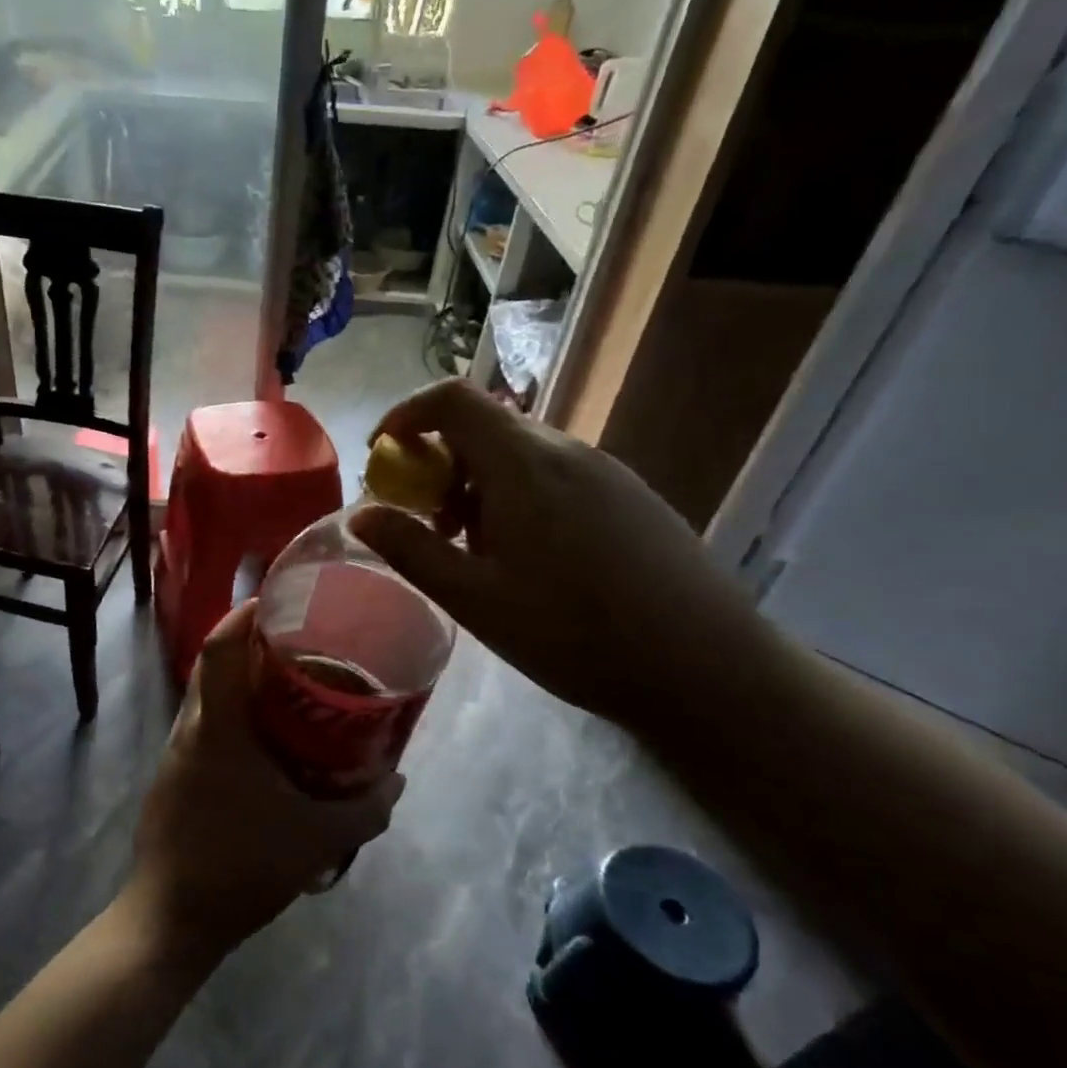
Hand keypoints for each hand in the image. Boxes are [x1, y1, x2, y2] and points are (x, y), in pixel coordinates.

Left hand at [124, 603, 403, 966]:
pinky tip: (266, 744)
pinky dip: (234, 717)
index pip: (220, 647)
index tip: (278, 599)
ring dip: (243, 682)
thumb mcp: (318, 840)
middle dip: (251, 644)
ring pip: (208, 697)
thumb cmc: (241, 867)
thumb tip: (399, 778)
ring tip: (290, 688)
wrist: (170, 921)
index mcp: (217, 727)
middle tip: (300, 643)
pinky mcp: (173, 777)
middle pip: (214, 664)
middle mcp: (190, 728)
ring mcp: (176, 753)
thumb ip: (366, 808)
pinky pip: (205, 727)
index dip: (244, 614)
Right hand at [350, 379, 775, 737]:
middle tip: (425, 523)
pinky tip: (527, 559)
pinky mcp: (629, 496)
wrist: (705, 668)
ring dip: (477, 485)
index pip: (452, 399)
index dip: (405, 415)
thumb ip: (410, 549)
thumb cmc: (573, 634)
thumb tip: (361, 514)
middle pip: (484, 425)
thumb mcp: (474, 598)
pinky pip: (554, 475)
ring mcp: (605, 471)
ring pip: (519, 453)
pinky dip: (516, 496)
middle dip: (438, 462)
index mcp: (523, 465)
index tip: (382, 457)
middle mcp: (566, 451)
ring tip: (474, 551)